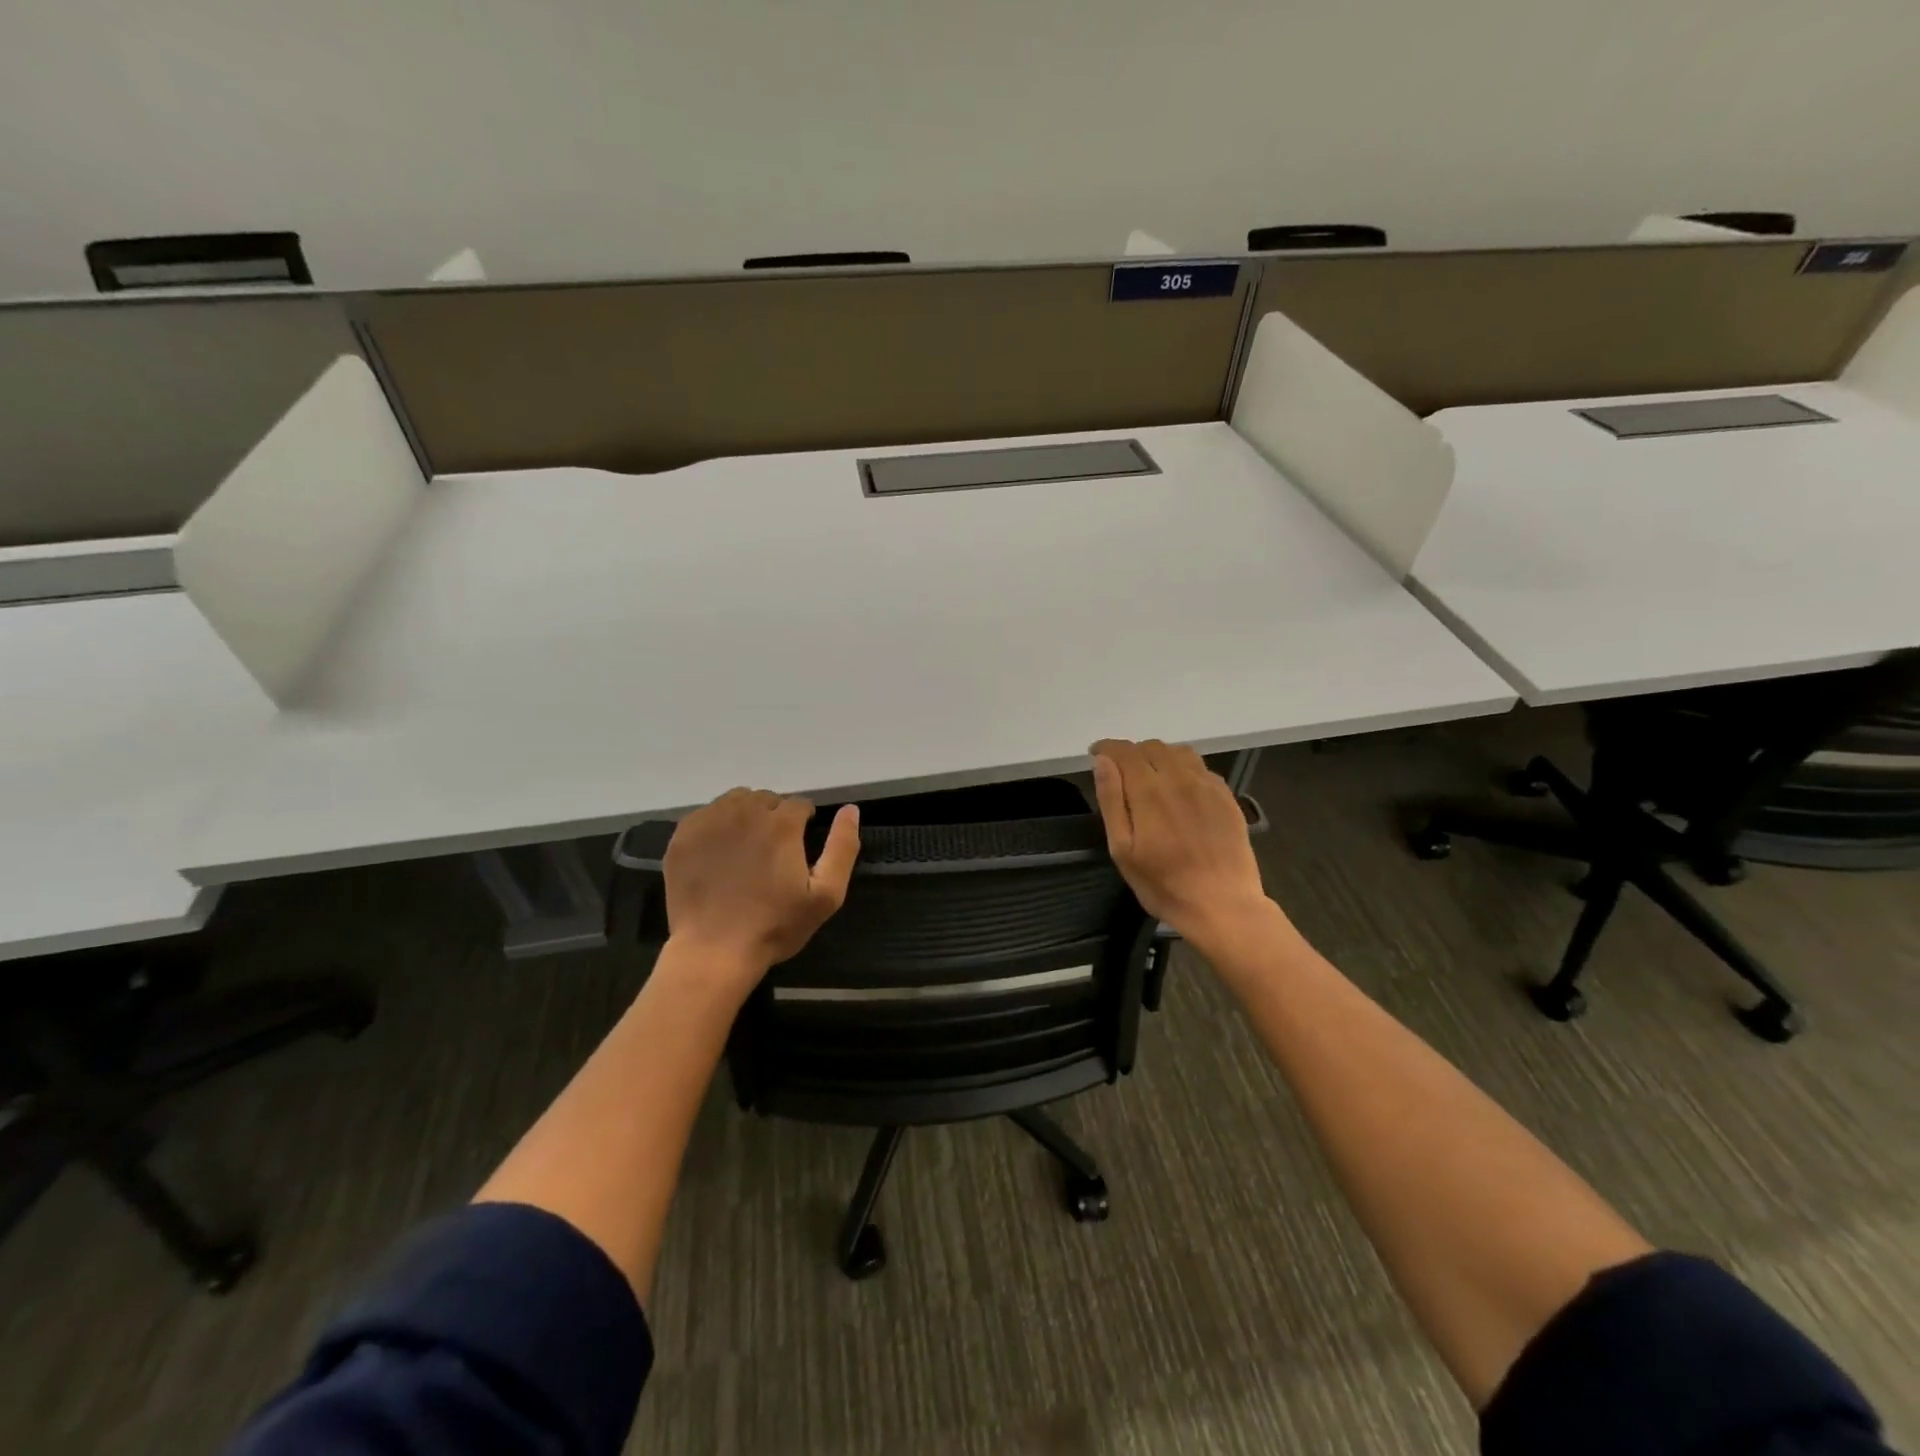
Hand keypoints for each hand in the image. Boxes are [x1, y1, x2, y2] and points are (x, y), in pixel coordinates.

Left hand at [663, 789, 859, 987]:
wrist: (714, 951)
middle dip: (774, 817)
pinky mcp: (683, 835)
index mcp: (781, 823)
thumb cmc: (775, 926)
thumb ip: (842, 848)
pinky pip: (706, 814)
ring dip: (746, 816)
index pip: (799, 804)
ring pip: (735, 801)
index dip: (804, 823)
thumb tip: (850, 809)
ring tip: (746, 848)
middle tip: (772, 852)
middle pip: (767, 799)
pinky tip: (719, 854)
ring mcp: (710, 821)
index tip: (799, 847)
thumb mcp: (825, 895)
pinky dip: (717, 825)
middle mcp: (745, 811)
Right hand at [1090, 739, 1273, 947]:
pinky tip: (1181, 791)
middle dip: (1132, 753)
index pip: (1125, 751)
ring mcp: (1207, 786)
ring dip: (1160, 757)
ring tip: (1151, 778)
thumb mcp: (1123, 850)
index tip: (1095, 754)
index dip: (1107, 747)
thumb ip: (1112, 801)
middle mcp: (1180, 779)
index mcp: (1149, 791)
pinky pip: (1202, 768)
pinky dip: (1184, 769)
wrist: (1223, 906)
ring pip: (1180, 753)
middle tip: (1122, 774)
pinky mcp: (1227, 798)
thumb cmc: (1164, 885)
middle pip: (1153, 747)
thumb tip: (1102, 762)